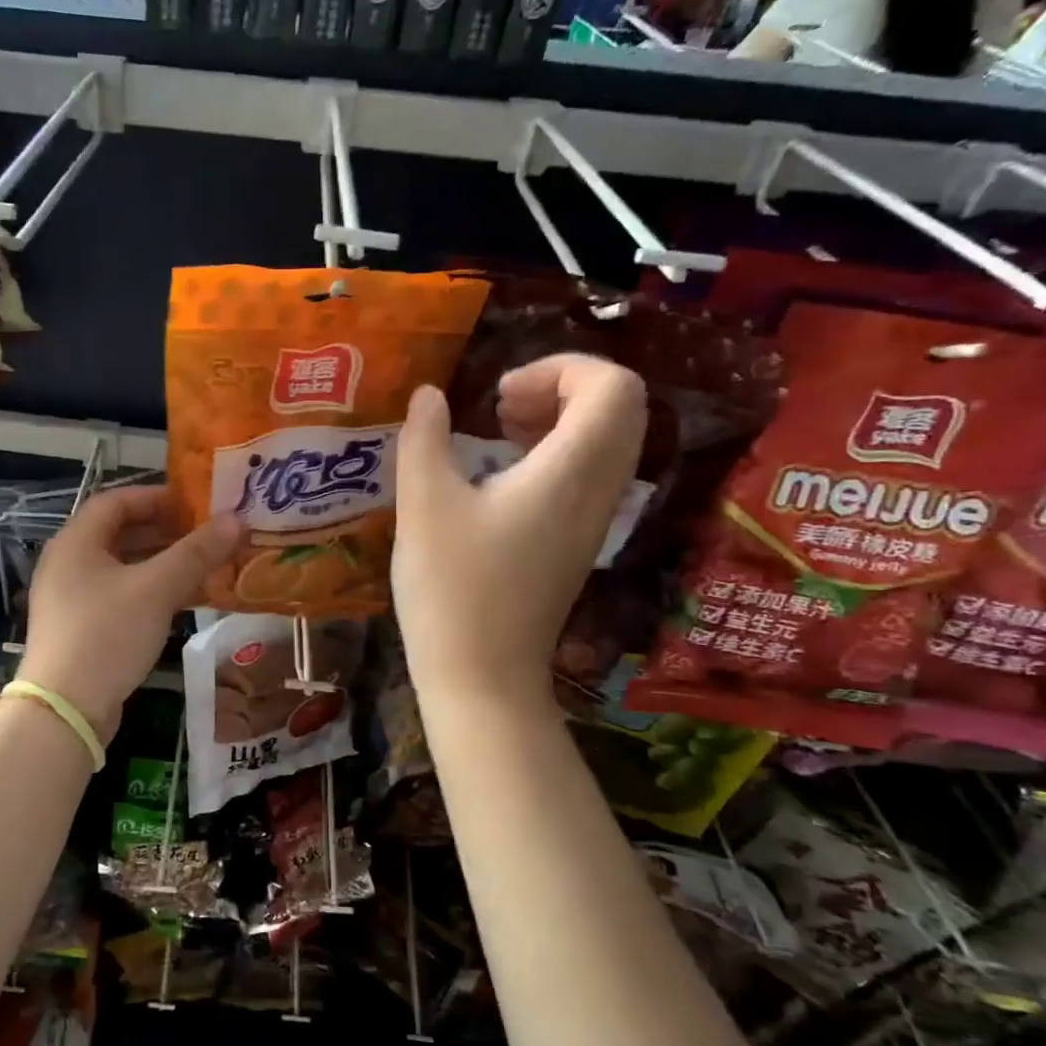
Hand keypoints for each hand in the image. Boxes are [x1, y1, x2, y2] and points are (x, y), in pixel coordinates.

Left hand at [19, 486, 242, 740]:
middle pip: (120, 534)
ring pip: (123, 569)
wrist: (66, 710)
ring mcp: (72, 599)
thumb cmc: (107, 634)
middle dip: (165, 533)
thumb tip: (237, 520)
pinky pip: (120, 597)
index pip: (116, 501)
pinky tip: (184, 602)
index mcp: (76, 542)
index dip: (156, 498)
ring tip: (204, 567)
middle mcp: (68, 564)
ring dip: (162, 565)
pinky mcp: (81, 630)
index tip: (195, 505)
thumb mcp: (157, 589)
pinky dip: (151, 593)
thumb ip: (197, 553)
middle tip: (207, 536)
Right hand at [392, 354, 646, 697]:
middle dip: (563, 387)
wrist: (482, 677)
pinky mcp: (578, 543)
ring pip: (609, 441)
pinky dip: (558, 452)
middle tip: (501, 403)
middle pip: (622, 408)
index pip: (613, 386)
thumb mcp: (423, 506)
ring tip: (500, 428)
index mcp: (570, 472)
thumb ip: (424, 439)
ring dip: (561, 418)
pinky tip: (504, 472)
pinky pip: (592, 473)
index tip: (499, 392)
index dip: (561, 368)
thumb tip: (428, 395)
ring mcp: (594, 520)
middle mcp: (599, 491)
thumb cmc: (451, 589)